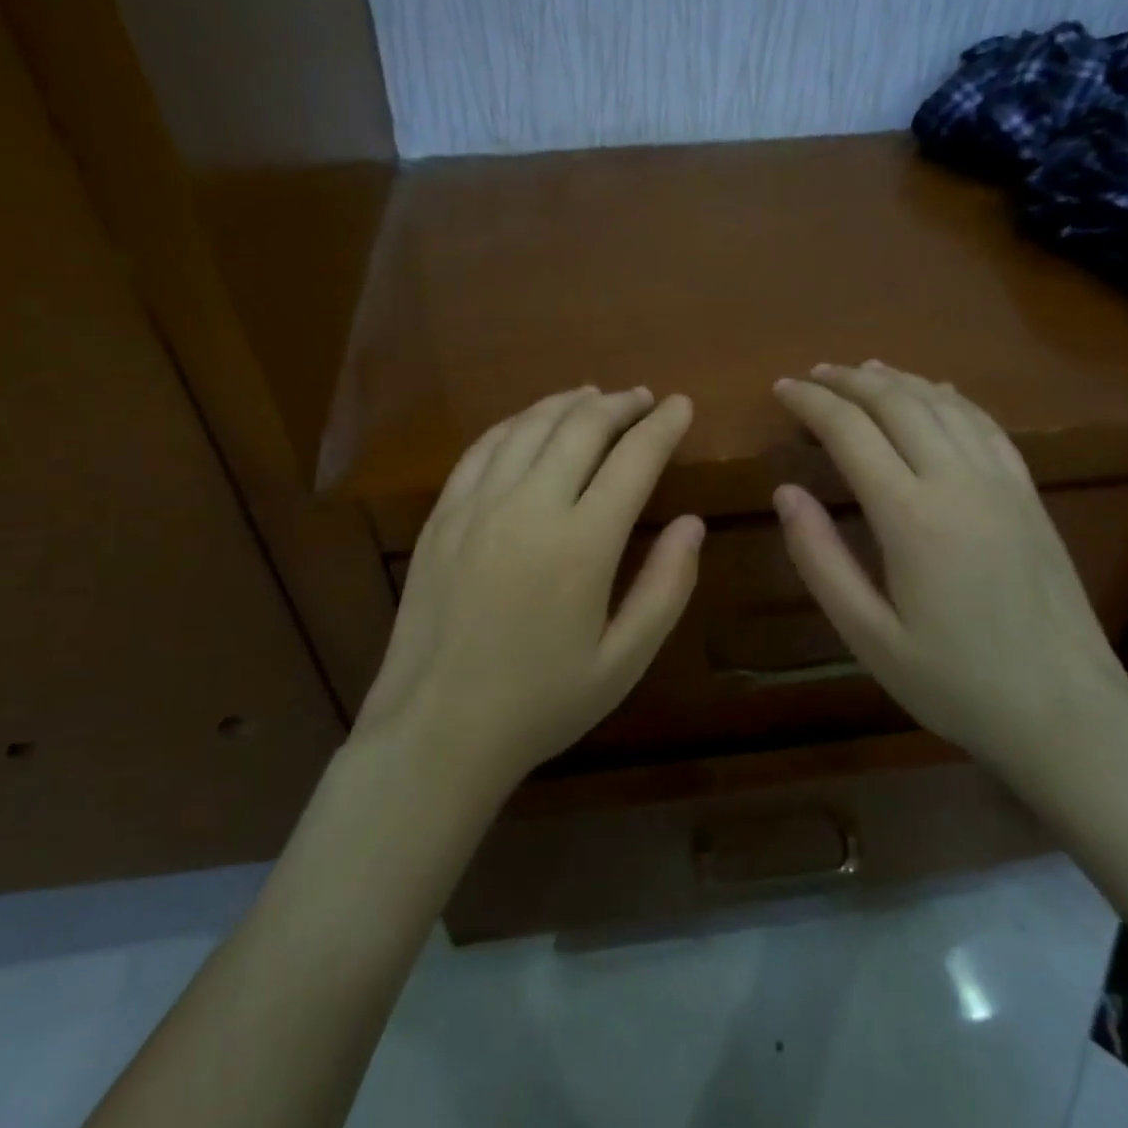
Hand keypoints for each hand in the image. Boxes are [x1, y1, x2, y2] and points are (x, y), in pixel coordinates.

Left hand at [357, 387, 702, 793]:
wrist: (436, 731)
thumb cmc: (540, 704)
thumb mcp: (623, 662)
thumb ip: (666, 587)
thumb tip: (692, 523)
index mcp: (582, 545)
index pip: (634, 459)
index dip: (663, 425)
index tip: (681, 405)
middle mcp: (529, 507)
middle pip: (581, 428)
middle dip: (620, 404)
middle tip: (643, 398)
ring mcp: (477, 506)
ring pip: (529, 427)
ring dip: (568, 404)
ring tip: (594, 397)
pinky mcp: (442, 515)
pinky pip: (482, 448)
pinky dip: (515, 424)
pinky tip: (530, 422)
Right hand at [771, 361, 1127, 776]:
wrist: (1066, 712)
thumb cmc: (955, 682)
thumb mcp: (868, 636)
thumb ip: (820, 559)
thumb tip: (785, 493)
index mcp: (912, 516)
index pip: (850, 431)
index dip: (811, 403)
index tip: (780, 389)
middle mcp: (958, 481)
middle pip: (897, 403)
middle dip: (848, 381)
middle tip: (811, 375)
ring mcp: (1001, 482)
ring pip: (942, 404)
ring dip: (896, 380)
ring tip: (861, 371)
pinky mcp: (1028, 493)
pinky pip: (985, 424)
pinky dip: (949, 398)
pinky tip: (935, 392)